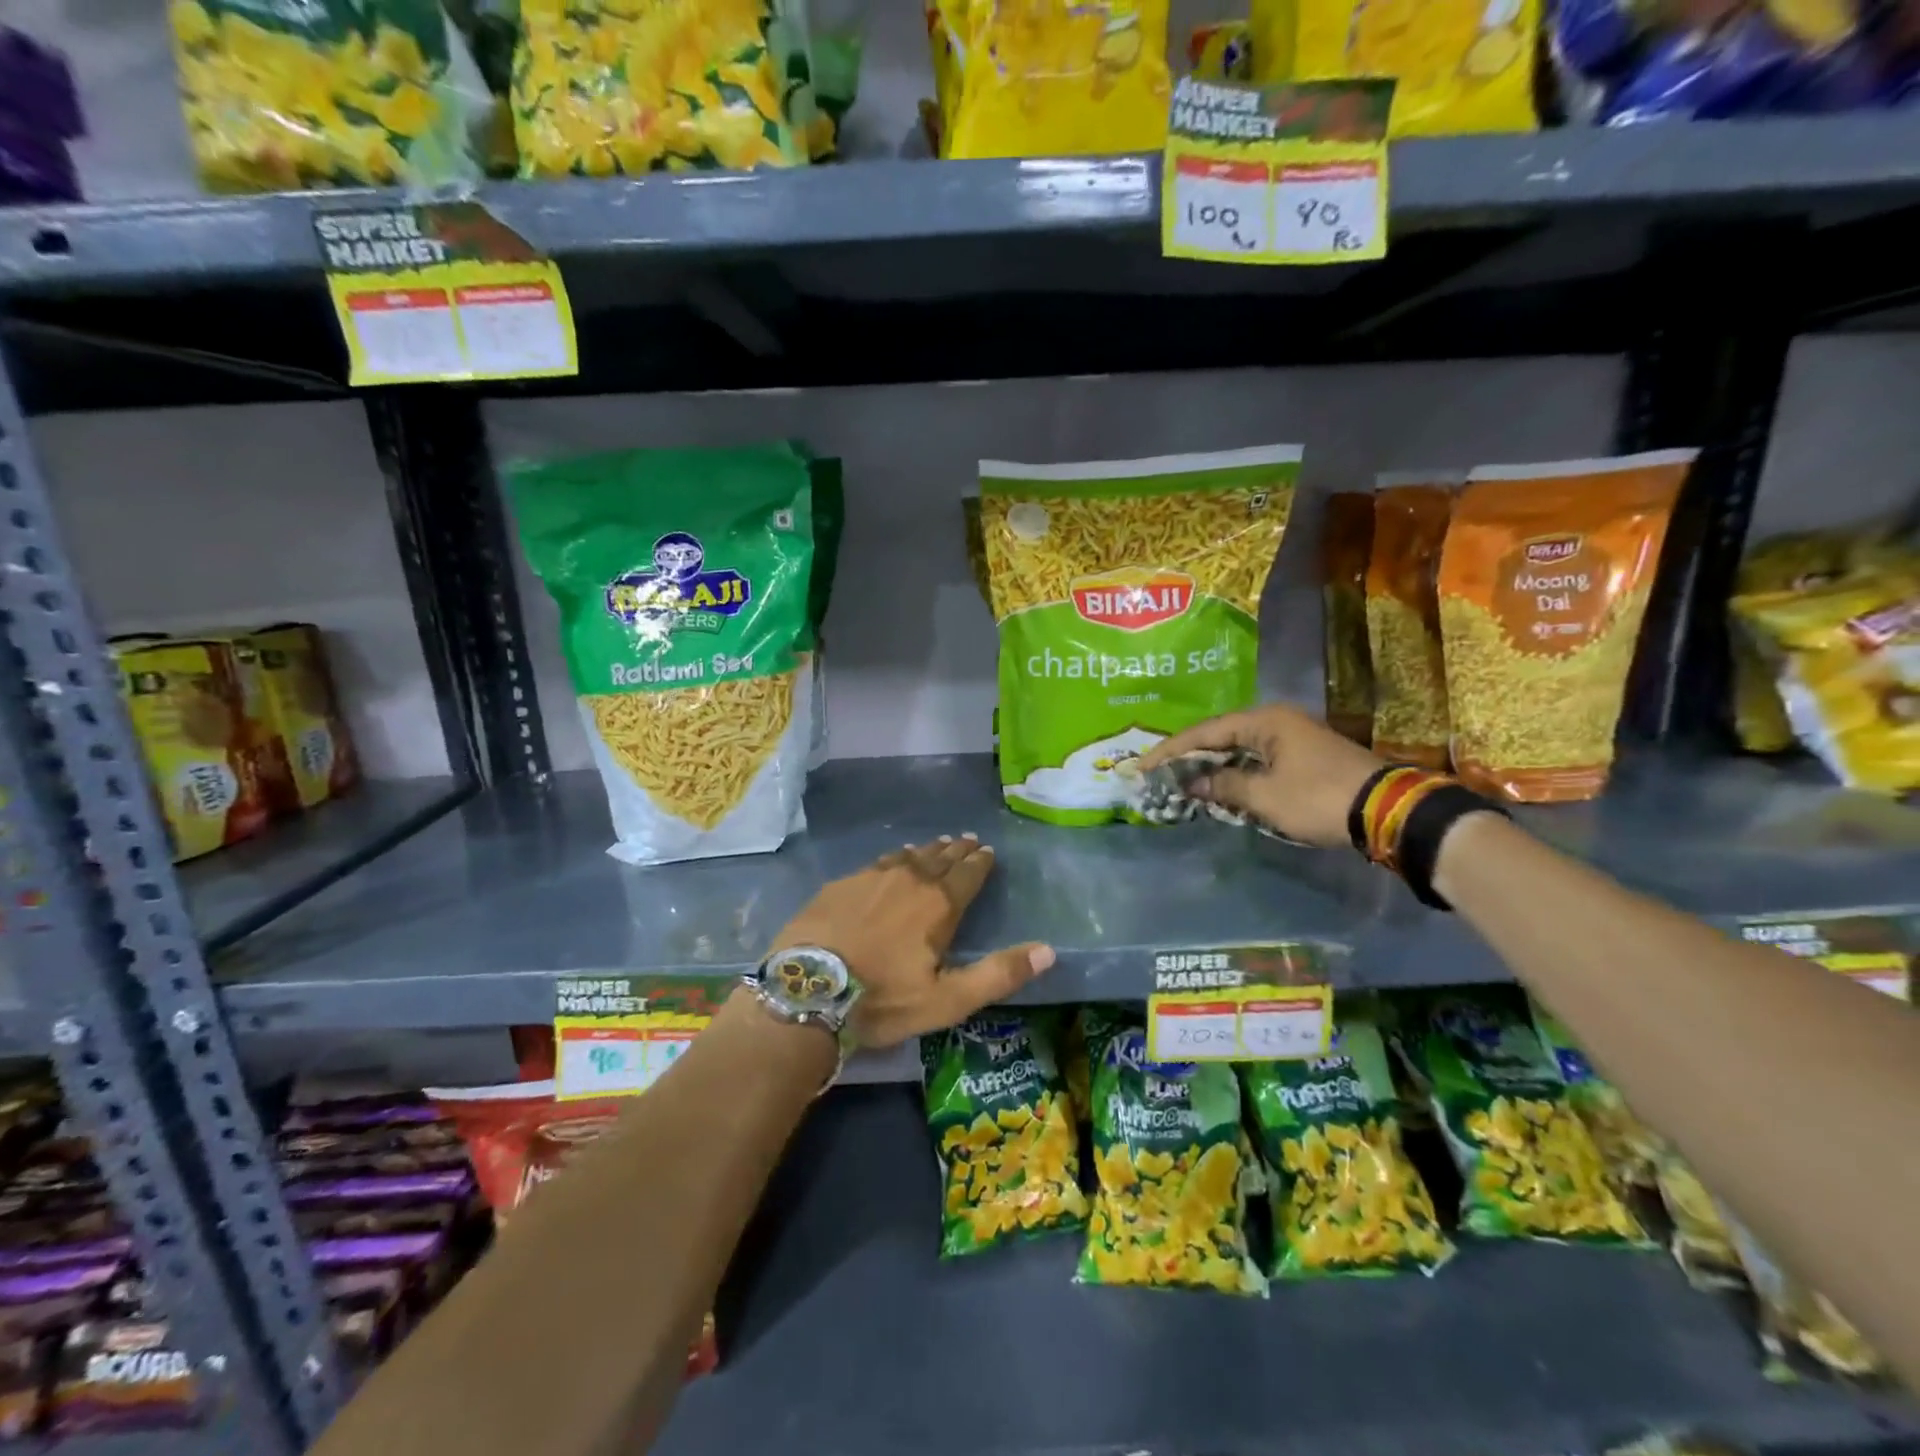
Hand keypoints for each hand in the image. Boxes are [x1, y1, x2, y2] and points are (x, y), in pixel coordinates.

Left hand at [771, 835, 1054, 1048]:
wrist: (805, 991)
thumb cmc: (882, 1000)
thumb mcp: (947, 1000)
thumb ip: (998, 974)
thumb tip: (1049, 950)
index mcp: (938, 905)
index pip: (968, 874)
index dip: (981, 862)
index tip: (988, 851)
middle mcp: (909, 880)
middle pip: (940, 858)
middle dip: (957, 850)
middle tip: (968, 840)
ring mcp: (871, 878)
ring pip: (908, 857)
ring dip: (927, 851)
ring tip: (937, 845)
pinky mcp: (841, 884)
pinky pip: (878, 863)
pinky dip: (894, 859)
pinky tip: (892, 861)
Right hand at [1137, 705, 1384, 848]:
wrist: (1387, 810)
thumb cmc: (1318, 797)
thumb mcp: (1264, 796)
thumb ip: (1224, 786)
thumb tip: (1193, 784)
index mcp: (1264, 721)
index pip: (1205, 732)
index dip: (1171, 750)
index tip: (1143, 766)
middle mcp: (1277, 721)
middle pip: (1220, 735)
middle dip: (1189, 756)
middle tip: (1159, 772)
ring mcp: (1293, 737)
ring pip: (1239, 748)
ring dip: (1212, 765)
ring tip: (1182, 780)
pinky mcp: (1304, 757)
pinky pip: (1256, 759)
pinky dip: (1235, 772)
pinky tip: (1219, 786)